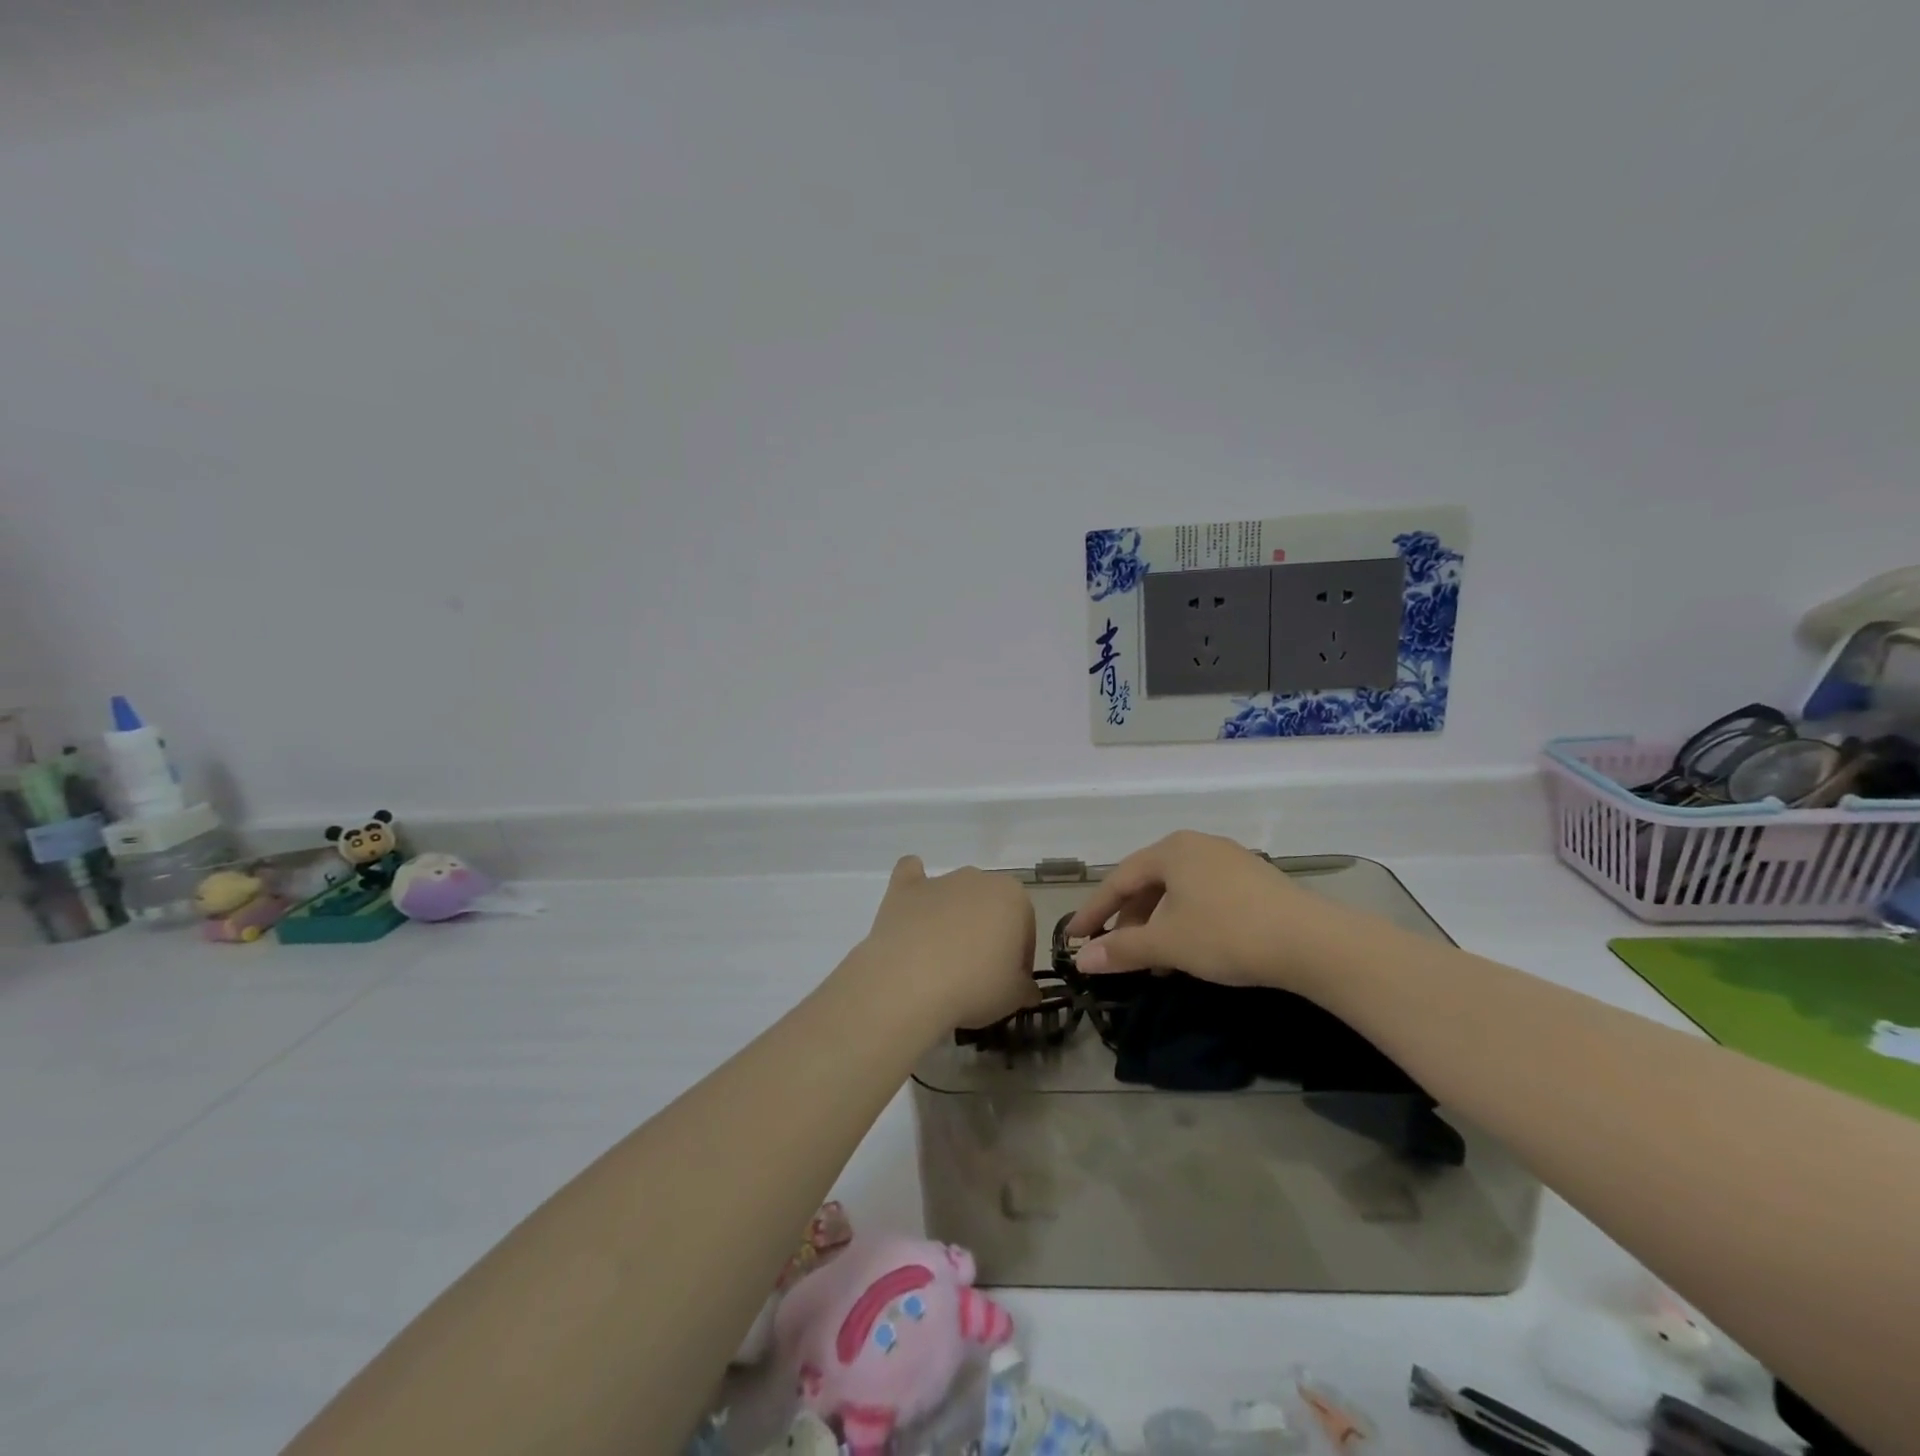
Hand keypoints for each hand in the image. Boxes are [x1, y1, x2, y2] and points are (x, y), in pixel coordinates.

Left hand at [859, 857, 1038, 1030]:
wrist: (910, 984)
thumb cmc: (974, 987)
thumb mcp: (1014, 998)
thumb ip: (1026, 989)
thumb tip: (1027, 991)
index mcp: (1013, 897)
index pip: (1025, 929)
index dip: (1019, 959)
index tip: (1008, 983)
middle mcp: (977, 879)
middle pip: (989, 908)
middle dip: (987, 934)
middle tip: (977, 973)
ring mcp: (938, 881)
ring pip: (954, 895)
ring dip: (953, 917)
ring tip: (941, 958)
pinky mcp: (904, 889)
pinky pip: (911, 875)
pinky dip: (915, 888)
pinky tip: (912, 907)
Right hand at [1064, 831, 1355, 994]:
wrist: (1313, 942)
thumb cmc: (1228, 933)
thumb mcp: (1168, 943)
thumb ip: (1122, 949)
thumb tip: (1082, 960)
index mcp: (1171, 850)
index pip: (1119, 880)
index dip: (1093, 911)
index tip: (1073, 937)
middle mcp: (1197, 845)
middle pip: (1148, 883)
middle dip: (1128, 919)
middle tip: (1113, 950)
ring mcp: (1229, 861)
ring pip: (1177, 892)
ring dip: (1157, 924)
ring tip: (1152, 960)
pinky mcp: (1254, 881)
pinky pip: (1203, 897)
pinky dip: (1185, 921)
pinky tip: (1189, 951)